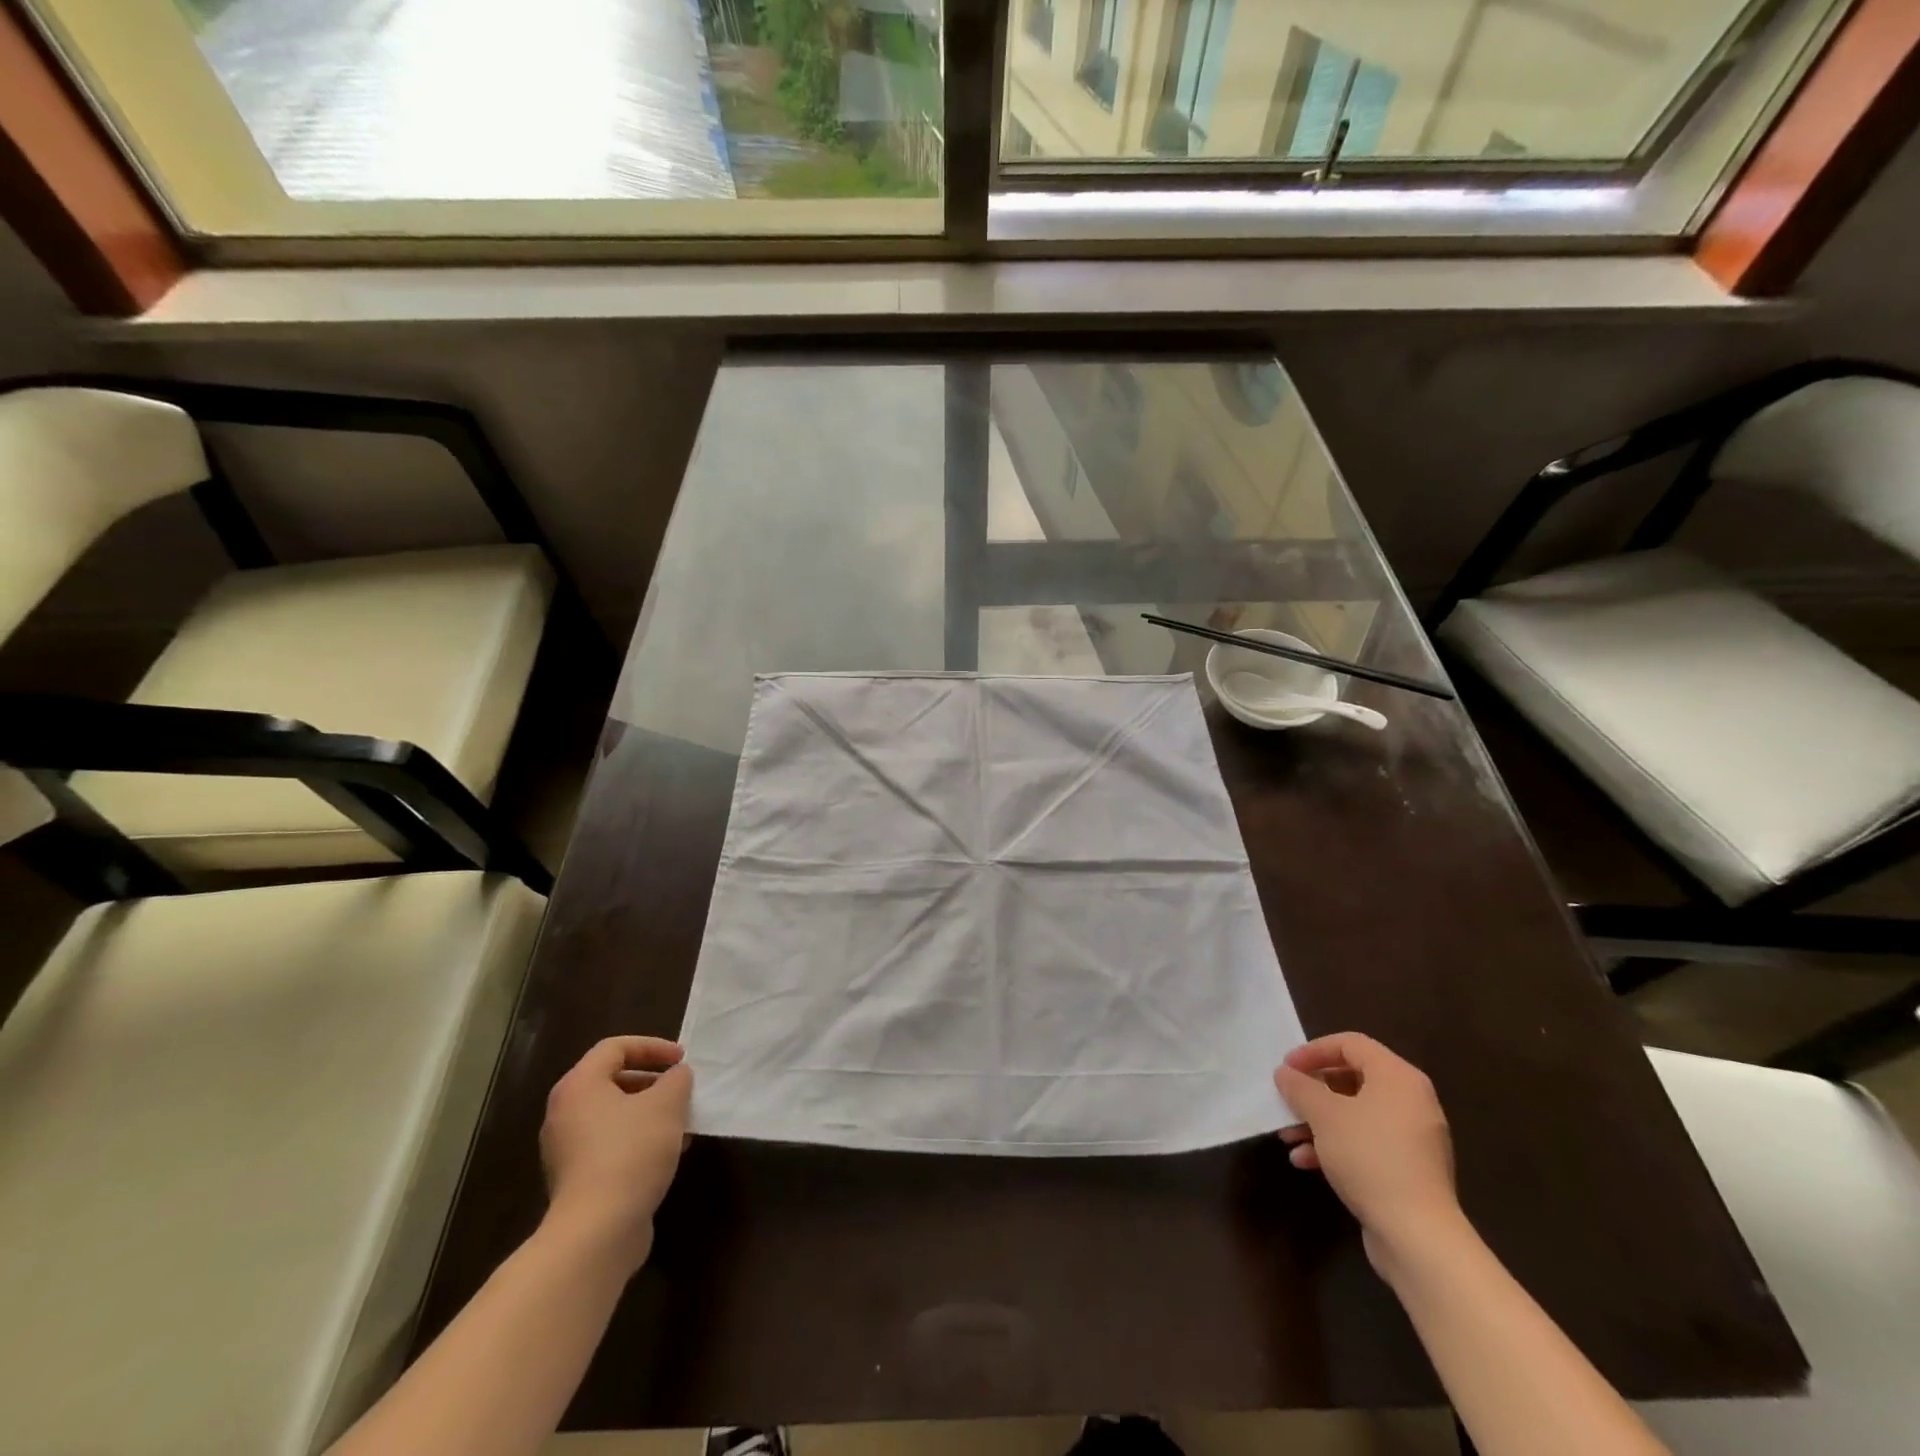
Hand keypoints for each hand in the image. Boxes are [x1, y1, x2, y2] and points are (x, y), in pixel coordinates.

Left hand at [540, 1037, 692, 1272]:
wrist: (597, 1231)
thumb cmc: (631, 1152)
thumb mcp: (668, 1103)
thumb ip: (677, 1079)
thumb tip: (676, 1076)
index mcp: (578, 1086)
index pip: (615, 1048)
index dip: (652, 1047)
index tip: (682, 1060)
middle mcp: (565, 1113)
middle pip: (612, 1080)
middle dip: (653, 1081)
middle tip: (681, 1089)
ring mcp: (567, 1149)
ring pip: (614, 1115)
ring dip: (650, 1112)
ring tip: (682, 1122)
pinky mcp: (577, 1180)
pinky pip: (611, 1144)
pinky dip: (639, 1139)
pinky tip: (668, 1152)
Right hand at [1274, 1033, 1459, 1265]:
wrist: (1418, 1236)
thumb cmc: (1369, 1157)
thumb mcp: (1324, 1115)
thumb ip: (1300, 1087)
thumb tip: (1286, 1074)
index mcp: (1398, 1077)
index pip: (1351, 1044)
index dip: (1314, 1050)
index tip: (1286, 1067)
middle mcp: (1412, 1101)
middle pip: (1352, 1079)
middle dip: (1313, 1091)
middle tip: (1287, 1100)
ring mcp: (1414, 1138)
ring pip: (1356, 1114)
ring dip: (1319, 1121)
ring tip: (1288, 1137)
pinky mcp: (1410, 1169)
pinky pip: (1367, 1142)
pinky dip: (1337, 1145)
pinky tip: (1307, 1162)